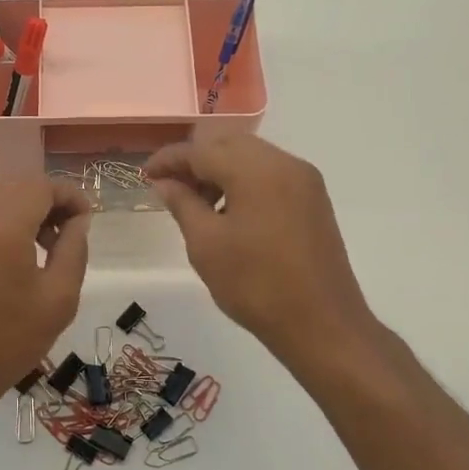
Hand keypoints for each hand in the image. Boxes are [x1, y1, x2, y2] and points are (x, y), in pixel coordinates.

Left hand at [0, 178, 91, 408]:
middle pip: (19, 185)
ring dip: (29, 209)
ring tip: (50, 246)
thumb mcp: (59, 297)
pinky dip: (8, 220)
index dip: (70, 196)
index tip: (88, 221)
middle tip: (72, 232)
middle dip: (50, 199)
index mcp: (2, 226)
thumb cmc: (9, 339)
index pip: (41, 186)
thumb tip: (77, 221)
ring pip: (0, 197)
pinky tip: (22, 255)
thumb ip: (73, 249)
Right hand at [146, 136, 376, 364]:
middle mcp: (285, 163)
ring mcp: (304, 180)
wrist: (322, 325)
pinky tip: (229, 211)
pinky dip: (244, 181)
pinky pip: (271, 174)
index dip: (169, 159)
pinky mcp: (314, 199)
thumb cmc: (255, 285)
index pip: (201, 150)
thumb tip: (165, 183)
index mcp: (256, 170)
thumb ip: (182, 204)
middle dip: (195, 160)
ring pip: (252, 156)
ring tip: (197, 204)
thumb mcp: (206, 245)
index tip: (145, 174)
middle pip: (229, 144)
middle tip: (169, 187)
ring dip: (220, 170)